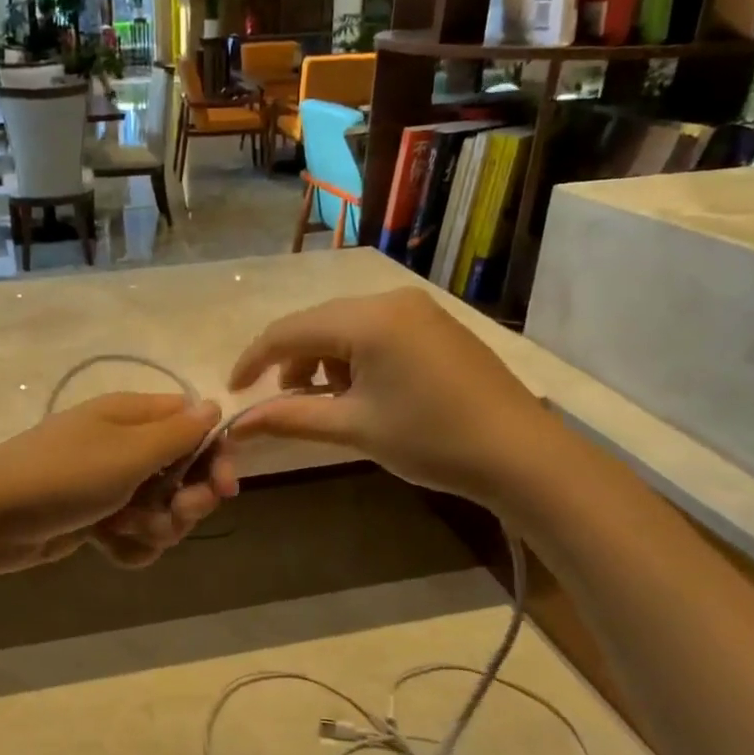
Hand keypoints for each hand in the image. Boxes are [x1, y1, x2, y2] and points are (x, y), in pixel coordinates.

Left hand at [0, 393, 239, 573]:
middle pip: (184, 473)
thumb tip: (213, 405)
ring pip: (161, 509)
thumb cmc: (63, 477)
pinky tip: (107, 547)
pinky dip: (128, 544)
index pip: (194, 426)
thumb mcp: (127, 452)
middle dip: (184, 501)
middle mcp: (125, 445)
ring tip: (124, 529)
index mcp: (133, 416)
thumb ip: (178, 433)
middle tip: (171, 515)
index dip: (214, 457)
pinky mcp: (95, 517)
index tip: (223, 489)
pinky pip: (133, 533)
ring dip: (154, 527)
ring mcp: (109, 483)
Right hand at [227, 288, 564, 509]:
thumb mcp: (353, 428)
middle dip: (292, 361)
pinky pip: (376, 331)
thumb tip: (235, 425)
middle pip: (318, 324)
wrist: (520, 454)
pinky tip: (364, 390)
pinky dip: (355, 357)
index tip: (233, 390)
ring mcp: (418, 309)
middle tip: (284, 401)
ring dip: (325, 360)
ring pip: (347, 327)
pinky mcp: (436, 325)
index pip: (290, 330)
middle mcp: (390, 300)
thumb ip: (288, 418)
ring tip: (329, 401)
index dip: (254, 359)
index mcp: (368, 319)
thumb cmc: (430, 439)